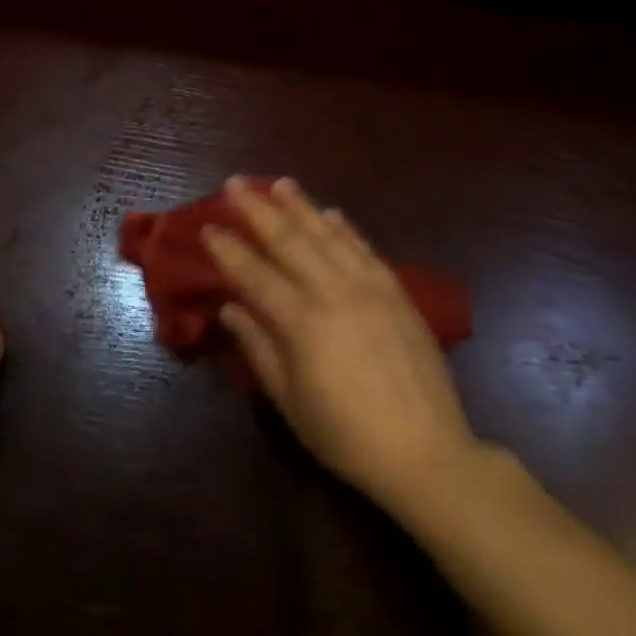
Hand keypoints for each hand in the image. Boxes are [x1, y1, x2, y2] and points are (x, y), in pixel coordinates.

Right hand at [206, 177, 479, 519]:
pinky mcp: (397, 293)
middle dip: (257, 209)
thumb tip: (230, 308)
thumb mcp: (290, 401)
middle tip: (235, 183)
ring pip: (327, 235)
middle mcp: (333, 292)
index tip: (207, 226)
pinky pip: (365, 249)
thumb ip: (258, 348)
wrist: (428, 453)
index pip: (254, 274)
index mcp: (301, 323)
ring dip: (301, 206)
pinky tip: (331, 212)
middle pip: (288, 240)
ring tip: (279, 182)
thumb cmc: (347, 436)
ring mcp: (369, 288)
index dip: (228, 249)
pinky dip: (345, 228)